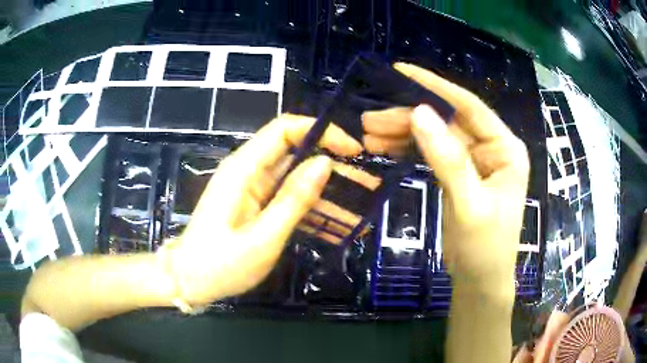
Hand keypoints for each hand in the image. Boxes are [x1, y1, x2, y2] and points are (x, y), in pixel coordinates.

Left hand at [166, 115, 361, 305]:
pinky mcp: (256, 206)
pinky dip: (313, 210)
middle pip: (296, 154)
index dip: (321, 131)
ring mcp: (253, 190)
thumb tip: (325, 162)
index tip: (352, 150)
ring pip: (297, 179)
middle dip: (334, 166)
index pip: (285, 129)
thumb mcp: (262, 238)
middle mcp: (249, 172)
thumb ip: (293, 199)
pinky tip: (338, 226)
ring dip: (328, 193)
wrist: (189, 281)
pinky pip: (289, 200)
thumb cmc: (219, 264)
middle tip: (367, 185)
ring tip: (362, 209)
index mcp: (244, 169)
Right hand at [363, 63, 529, 293]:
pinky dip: (409, 149)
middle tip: (369, 120)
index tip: (401, 71)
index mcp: (505, 148)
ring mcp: (474, 160)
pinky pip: (432, 153)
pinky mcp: (459, 173)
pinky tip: (385, 146)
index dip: (436, 87)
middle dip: (409, 117)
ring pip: (436, 135)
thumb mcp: (470, 205)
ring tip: (369, 134)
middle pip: (447, 121)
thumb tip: (420, 113)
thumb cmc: (485, 248)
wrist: (479, 280)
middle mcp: (491, 147)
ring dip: (404, 133)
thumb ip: (448, 160)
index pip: (469, 107)